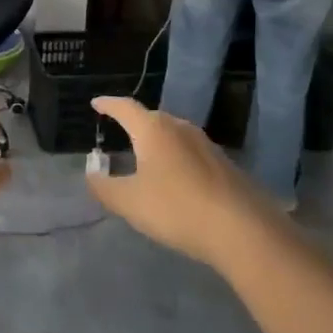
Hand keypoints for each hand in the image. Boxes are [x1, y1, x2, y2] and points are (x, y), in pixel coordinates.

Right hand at [84, 97, 283, 273]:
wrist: (242, 229)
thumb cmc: (176, 208)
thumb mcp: (129, 202)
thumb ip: (104, 188)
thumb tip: (90, 175)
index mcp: (154, 130)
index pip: (125, 108)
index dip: (108, 104)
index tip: (96, 103)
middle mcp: (181, 128)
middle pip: (152, 118)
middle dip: (133, 123)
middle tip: (119, 131)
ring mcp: (206, 145)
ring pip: (173, 134)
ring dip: (156, 141)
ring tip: (144, 155)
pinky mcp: (224, 164)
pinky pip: (190, 152)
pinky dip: (175, 158)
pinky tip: (173, 179)